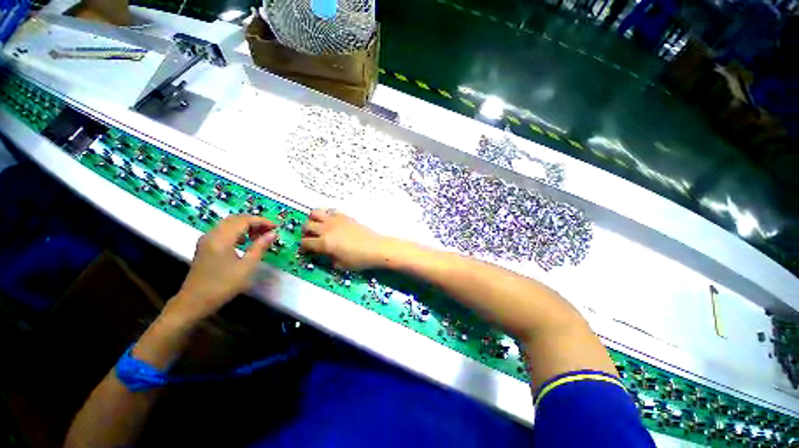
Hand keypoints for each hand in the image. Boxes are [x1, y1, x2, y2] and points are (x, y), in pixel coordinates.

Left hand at [167, 215, 276, 322]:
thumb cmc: (223, 285)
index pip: (244, 220)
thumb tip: (273, 234)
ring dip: (246, 226)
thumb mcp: (246, 267)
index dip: (262, 221)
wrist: (194, 302)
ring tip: (260, 235)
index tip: (276, 227)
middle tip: (270, 230)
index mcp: (221, 238)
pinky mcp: (205, 246)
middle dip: (254, 222)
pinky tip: (245, 241)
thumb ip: (260, 247)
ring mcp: (206, 240)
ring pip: (228, 224)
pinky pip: (223, 231)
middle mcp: (212, 234)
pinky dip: (237, 231)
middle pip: (235, 219)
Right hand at [301, 209, 389, 270]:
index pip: (305, 243)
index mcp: (324, 243)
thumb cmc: (359, 260)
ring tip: (318, 226)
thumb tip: (323, 253)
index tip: (308, 251)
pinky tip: (332, 223)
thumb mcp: (340, 265)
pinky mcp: (345, 216)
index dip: (304, 248)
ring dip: (313, 219)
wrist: (376, 248)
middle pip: (306, 226)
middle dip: (306, 233)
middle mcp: (327, 229)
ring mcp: (336, 220)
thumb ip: (327, 259)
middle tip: (312, 238)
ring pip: (315, 213)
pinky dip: (327, 215)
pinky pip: (330, 211)